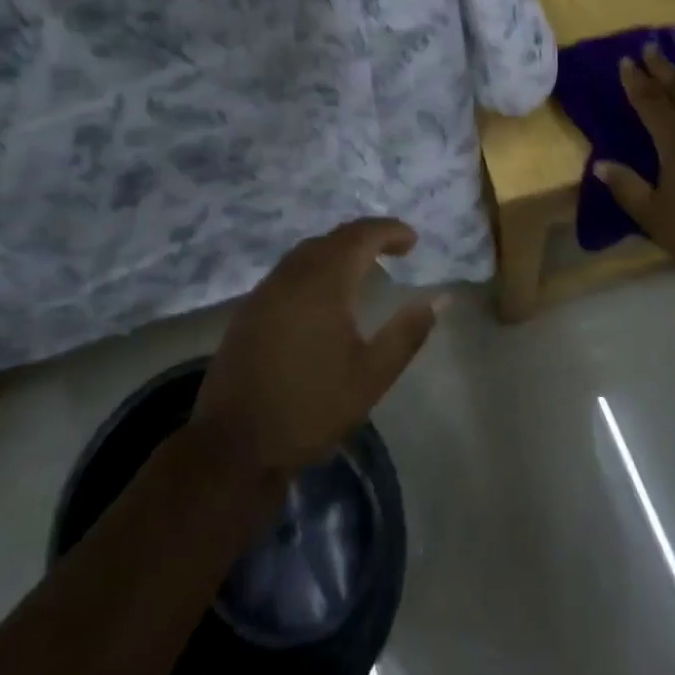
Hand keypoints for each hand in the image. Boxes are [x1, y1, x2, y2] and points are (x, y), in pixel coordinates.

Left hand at [191, 219, 441, 479]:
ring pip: (307, 252)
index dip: (390, 231)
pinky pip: (289, 270)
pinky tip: (324, 292)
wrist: (235, 443)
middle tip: (395, 248)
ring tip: (364, 265)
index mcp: (323, 283)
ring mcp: (265, 290)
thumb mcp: (372, 375)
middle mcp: (291, 275)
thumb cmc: (311, 408)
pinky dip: (316, 266)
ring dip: (338, 249)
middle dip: (366, 236)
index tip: (413, 241)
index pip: (360, 236)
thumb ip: (407, 332)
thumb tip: (440, 298)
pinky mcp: (250, 309)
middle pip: (332, 238)